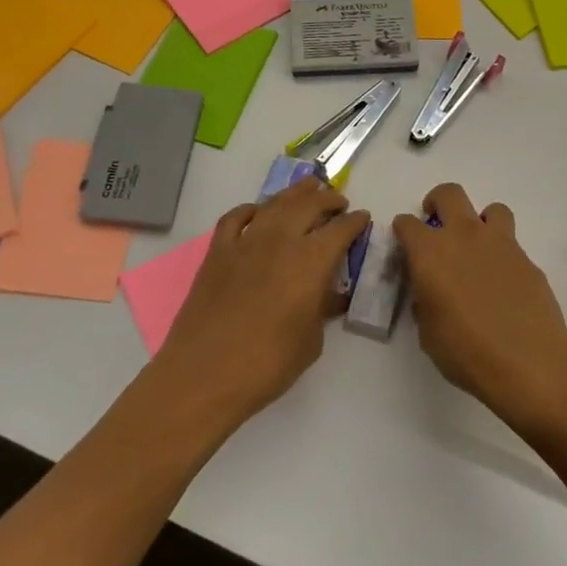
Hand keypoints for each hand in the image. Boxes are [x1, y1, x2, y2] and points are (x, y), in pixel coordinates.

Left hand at [154, 176, 370, 427]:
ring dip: (295, 193)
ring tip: (308, 189)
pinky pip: (236, 218)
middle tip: (338, 202)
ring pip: (275, 203)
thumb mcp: (312, 340)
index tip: (362, 219)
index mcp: (312, 260)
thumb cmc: (267, 364)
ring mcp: (246, 242)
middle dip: (329, 199)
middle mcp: (281, 240)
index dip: (355, 221)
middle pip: (310, 204)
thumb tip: (328, 294)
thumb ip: (322, 307)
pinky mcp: (217, 252)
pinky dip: (251, 210)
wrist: (204, 375)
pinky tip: (258, 213)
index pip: (341, 229)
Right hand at [392, 183, 566, 430]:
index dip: (403, 231)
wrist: (527, 359)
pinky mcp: (526, 257)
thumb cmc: (466, 351)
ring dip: (481, 221)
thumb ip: (425, 304)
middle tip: (436, 222)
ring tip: (478, 246)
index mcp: (430, 253)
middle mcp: (463, 236)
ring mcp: (499, 243)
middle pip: (449, 194)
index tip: (404, 243)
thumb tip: (429, 294)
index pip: (407, 224)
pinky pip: (511, 243)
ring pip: (490, 209)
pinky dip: (503, 253)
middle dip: (438, 202)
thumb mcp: (428, 334)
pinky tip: (503, 282)